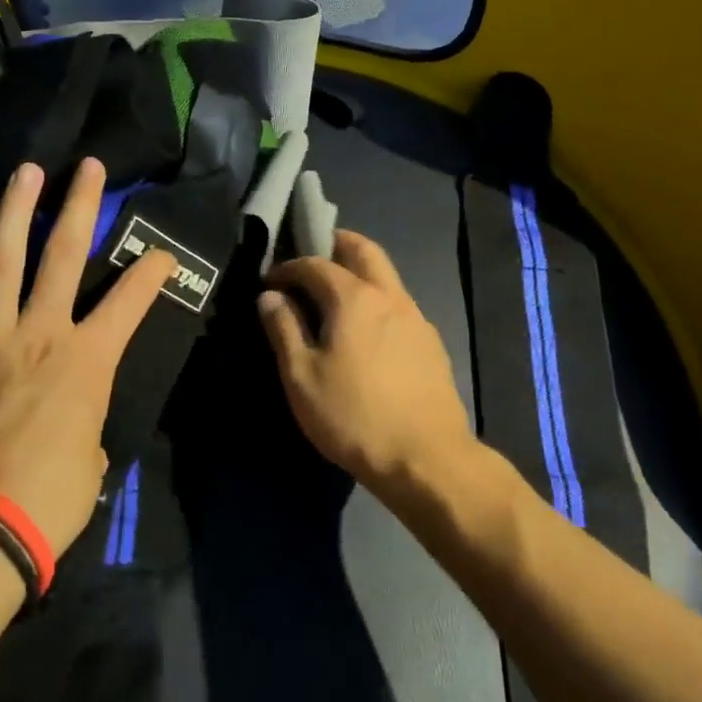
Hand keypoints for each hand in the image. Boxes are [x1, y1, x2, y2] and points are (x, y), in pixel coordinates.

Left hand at [0, 158, 175, 555]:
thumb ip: (84, 422)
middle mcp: (40, 333)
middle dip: (80, 207)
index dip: (151, 272)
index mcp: (87, 359)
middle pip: (64, 256)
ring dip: (14, 213)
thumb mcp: (91, 459)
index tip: (162, 252)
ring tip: (25, 173)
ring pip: (0, 263)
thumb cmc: (49, 500)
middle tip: (87, 167)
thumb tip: (71, 419)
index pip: (130, 301)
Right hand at [257, 230, 474, 486]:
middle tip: (312, 256)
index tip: (270, 281)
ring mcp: (416, 318)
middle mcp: (390, 296)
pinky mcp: (431, 342)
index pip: (316, 264)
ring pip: (387, 276)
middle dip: (336, 244)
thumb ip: (284, 329)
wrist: (426, 458)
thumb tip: (269, 296)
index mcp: (355, 297)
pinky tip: (367, 330)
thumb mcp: (302, 377)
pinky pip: (399, 304)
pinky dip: (377, 300)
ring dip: (360, 271)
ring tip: (335, 296)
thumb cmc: (353, 416)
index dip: (289, 267)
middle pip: (365, 250)